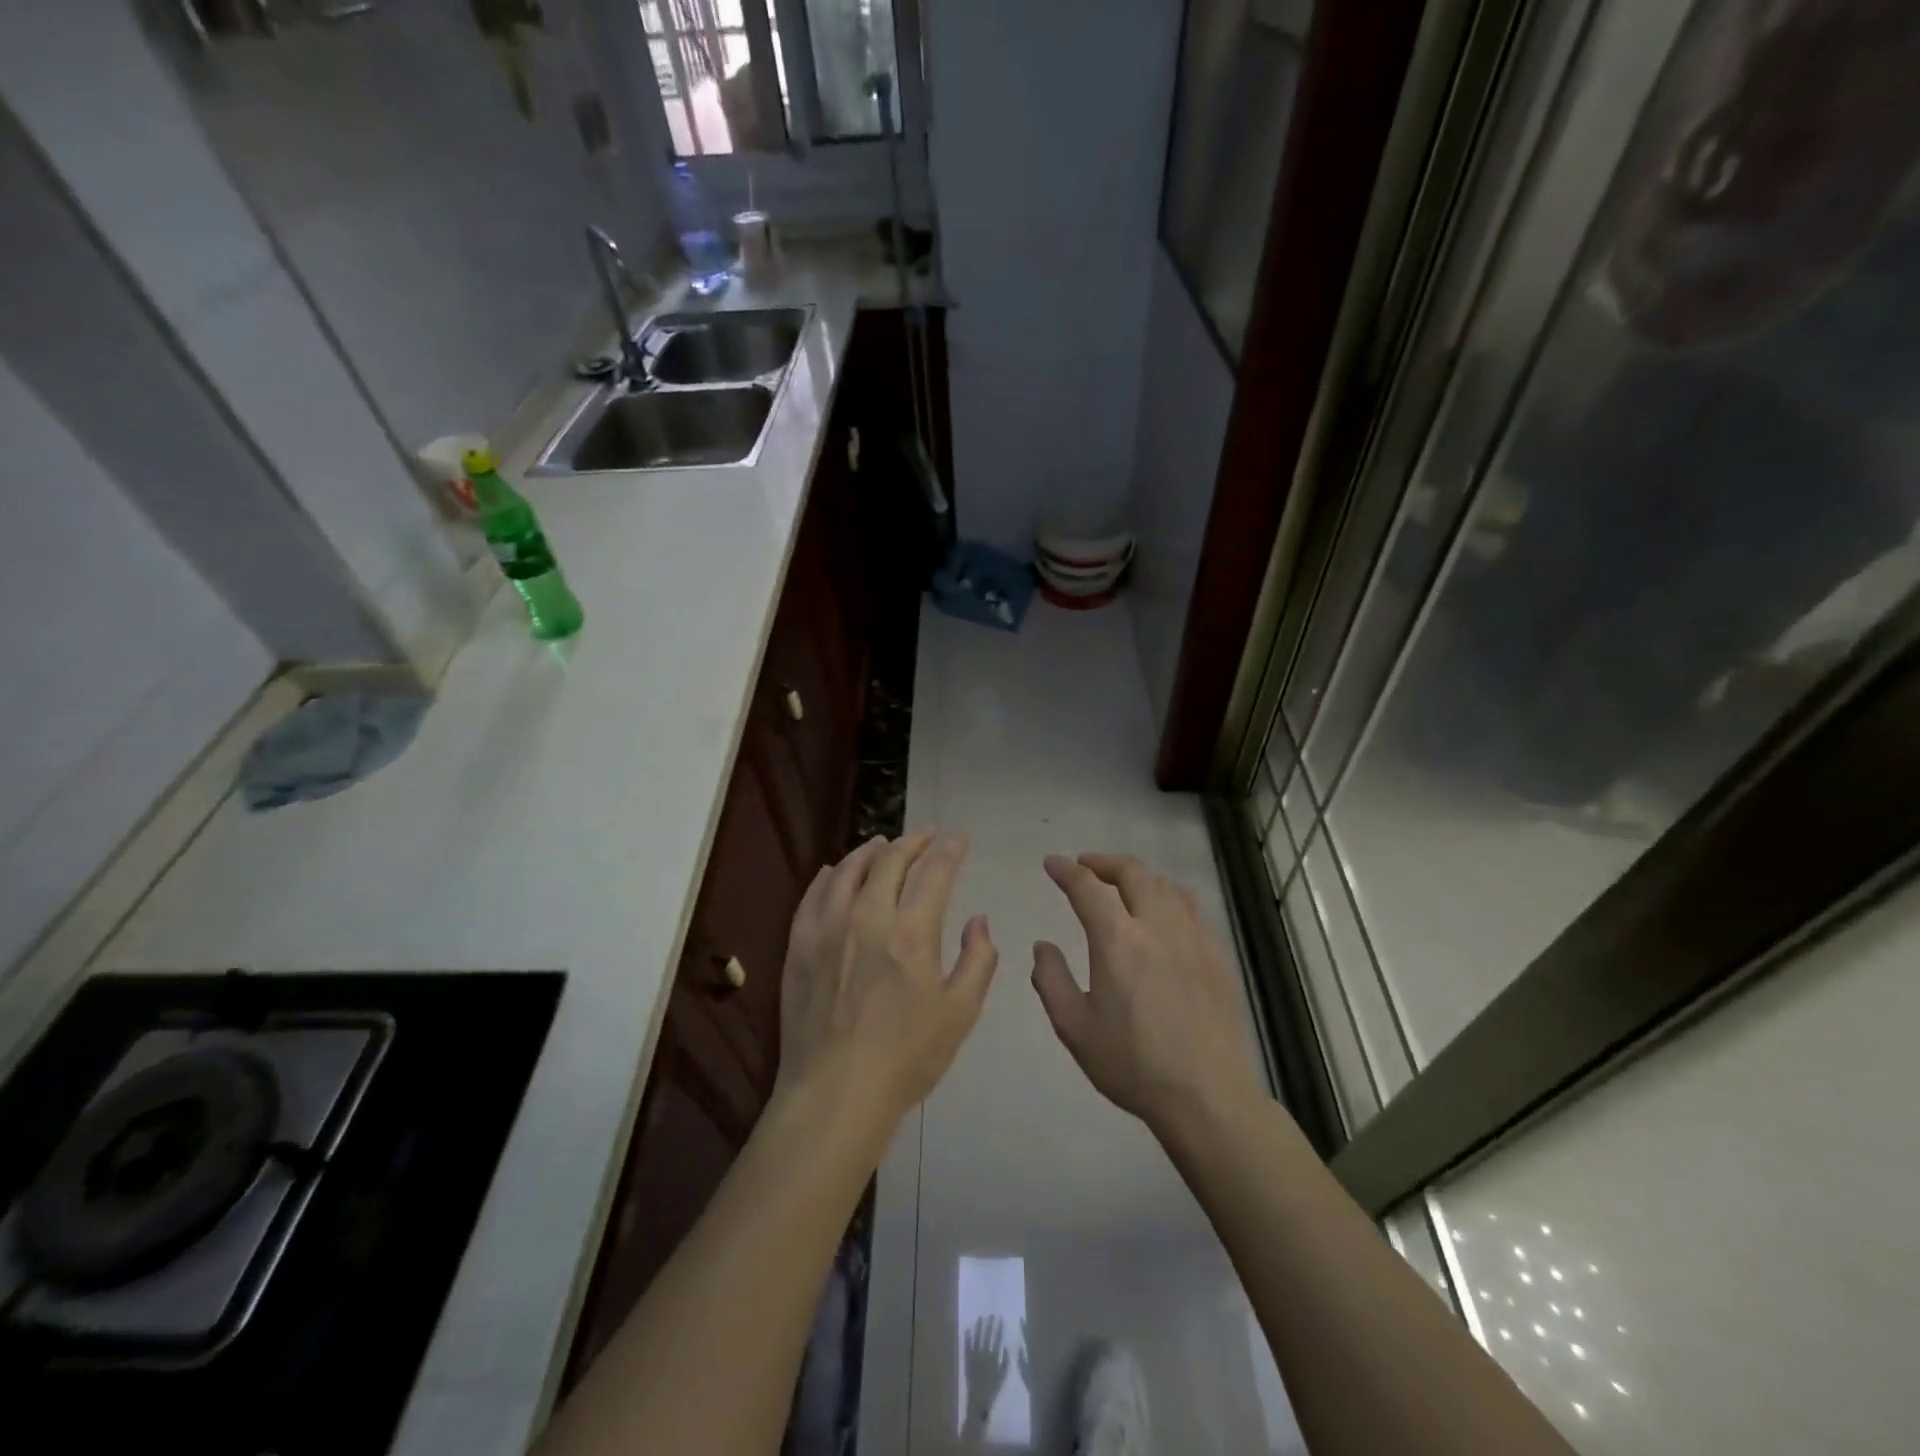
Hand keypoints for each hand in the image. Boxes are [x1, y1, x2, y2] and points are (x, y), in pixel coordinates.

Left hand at [777, 832, 998, 1131]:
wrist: (835, 1093)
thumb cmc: (906, 1058)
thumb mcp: (960, 1013)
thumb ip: (977, 960)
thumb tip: (979, 920)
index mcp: (911, 932)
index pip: (934, 872)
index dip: (949, 850)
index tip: (958, 840)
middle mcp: (868, 916)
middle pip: (890, 861)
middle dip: (913, 841)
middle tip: (926, 835)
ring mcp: (827, 928)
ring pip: (848, 870)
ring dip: (870, 851)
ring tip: (882, 843)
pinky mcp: (799, 945)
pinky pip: (813, 895)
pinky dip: (829, 875)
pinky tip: (834, 871)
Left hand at [962, 1315, 1010, 1422]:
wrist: (978, 1402)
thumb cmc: (992, 1390)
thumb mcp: (1003, 1377)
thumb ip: (1006, 1362)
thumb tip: (1005, 1346)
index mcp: (993, 1358)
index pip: (997, 1339)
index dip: (999, 1328)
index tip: (1000, 1318)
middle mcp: (984, 1354)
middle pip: (987, 1336)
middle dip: (990, 1324)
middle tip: (991, 1314)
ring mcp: (974, 1356)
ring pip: (977, 1338)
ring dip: (979, 1327)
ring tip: (981, 1318)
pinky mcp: (967, 1360)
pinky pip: (967, 1346)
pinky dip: (967, 1337)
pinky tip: (968, 1328)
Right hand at [1031, 854, 1265, 1137]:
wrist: (1207, 1096)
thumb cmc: (1133, 1064)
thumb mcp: (1074, 1027)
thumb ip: (1051, 979)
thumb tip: (1043, 946)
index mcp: (1118, 940)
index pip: (1087, 887)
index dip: (1066, 871)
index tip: (1052, 863)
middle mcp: (1157, 926)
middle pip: (1133, 873)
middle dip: (1104, 862)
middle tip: (1086, 866)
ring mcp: (1193, 938)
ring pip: (1166, 885)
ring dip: (1139, 876)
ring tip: (1123, 884)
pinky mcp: (1217, 956)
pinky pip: (1192, 908)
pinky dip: (1168, 896)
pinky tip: (1164, 913)